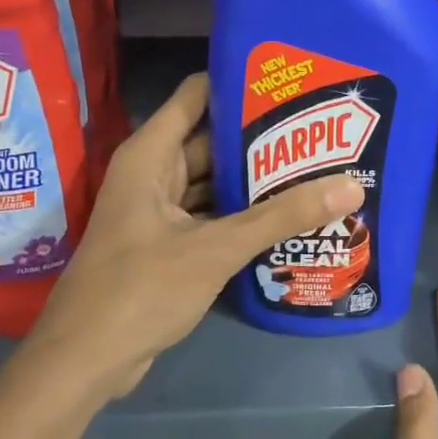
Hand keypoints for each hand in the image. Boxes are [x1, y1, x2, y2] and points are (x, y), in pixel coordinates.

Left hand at [26, 74, 363, 399]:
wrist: (87, 358)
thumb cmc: (141, 288)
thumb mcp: (216, 248)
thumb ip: (281, 217)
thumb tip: (350, 186)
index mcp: (150, 156)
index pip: (196, 96)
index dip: (238, 83)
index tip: (290, 80)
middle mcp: (151, 175)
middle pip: (209, 142)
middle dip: (259, 139)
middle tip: (319, 131)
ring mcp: (157, 213)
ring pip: (212, 185)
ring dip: (253, 183)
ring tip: (313, 170)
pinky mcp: (166, 247)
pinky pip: (209, 219)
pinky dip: (240, 218)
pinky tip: (285, 219)